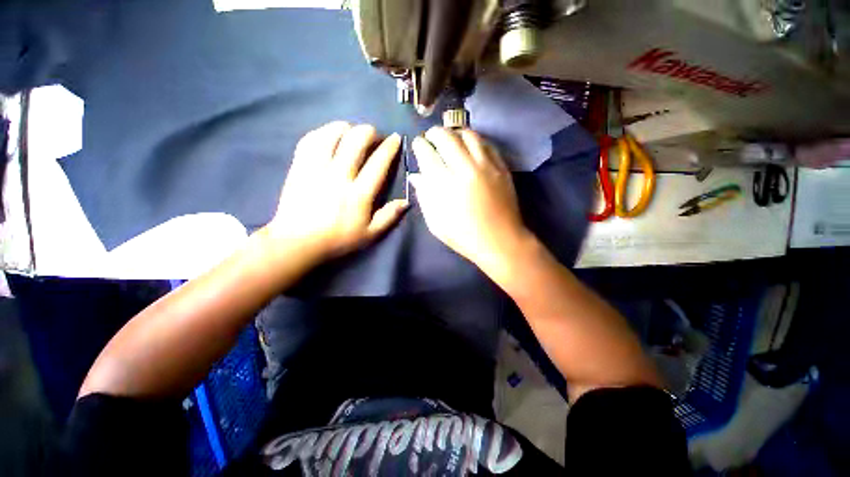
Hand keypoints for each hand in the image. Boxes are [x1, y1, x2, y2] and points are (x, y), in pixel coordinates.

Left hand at [265, 121, 407, 260]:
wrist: (297, 242)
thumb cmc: (337, 239)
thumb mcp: (370, 234)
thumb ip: (389, 216)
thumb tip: (406, 201)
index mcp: (359, 194)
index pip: (378, 163)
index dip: (390, 147)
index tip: (395, 138)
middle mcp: (339, 176)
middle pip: (356, 141)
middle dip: (369, 132)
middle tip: (374, 136)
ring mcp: (316, 169)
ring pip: (332, 135)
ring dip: (346, 128)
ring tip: (352, 132)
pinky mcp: (299, 167)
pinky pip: (310, 140)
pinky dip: (322, 132)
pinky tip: (329, 134)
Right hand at [410, 127, 531, 280]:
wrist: (500, 242)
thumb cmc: (463, 236)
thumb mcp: (436, 222)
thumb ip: (424, 196)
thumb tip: (416, 176)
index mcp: (445, 185)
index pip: (427, 153)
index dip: (419, 145)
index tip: (418, 145)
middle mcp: (465, 169)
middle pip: (446, 137)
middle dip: (434, 133)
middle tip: (431, 137)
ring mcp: (486, 166)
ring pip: (468, 135)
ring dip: (455, 132)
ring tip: (450, 137)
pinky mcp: (501, 168)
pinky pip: (486, 144)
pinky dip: (474, 140)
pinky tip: (469, 145)